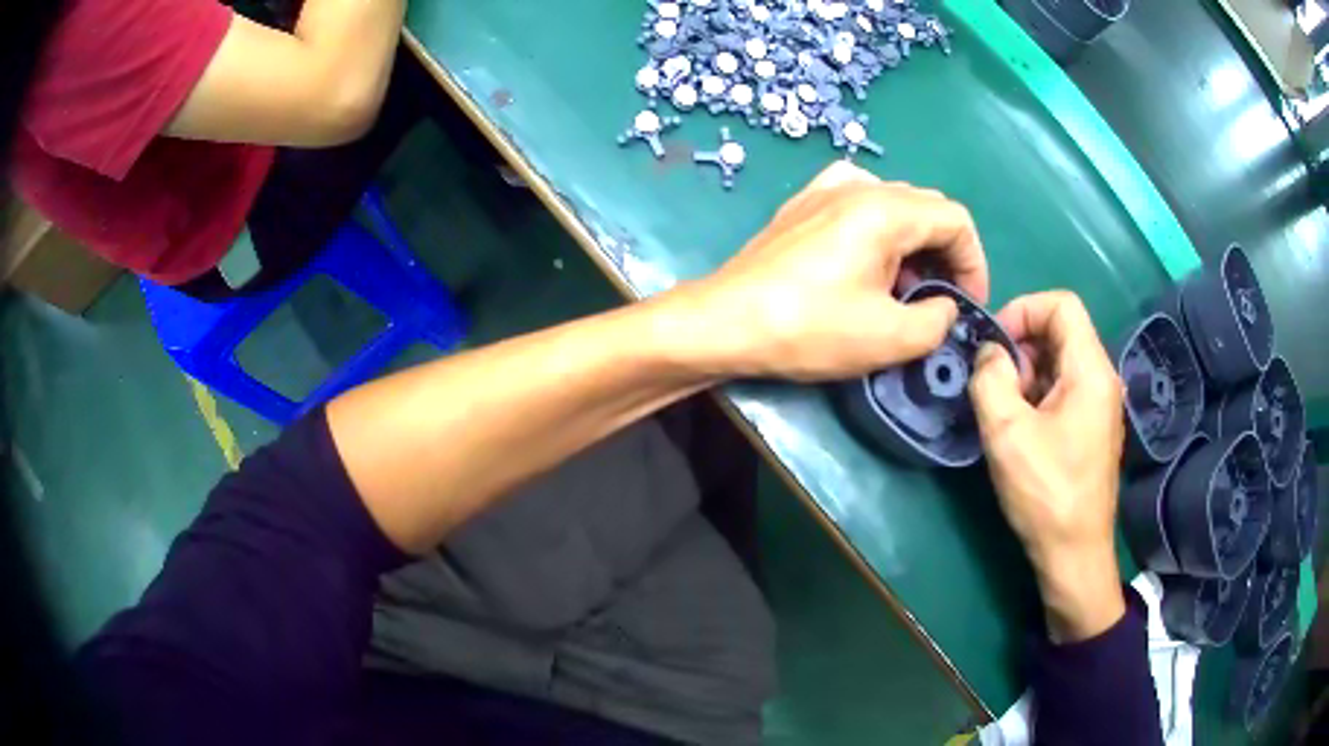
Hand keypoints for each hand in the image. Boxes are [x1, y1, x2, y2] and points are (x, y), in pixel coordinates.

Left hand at [667, 161, 988, 380]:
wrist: (725, 321)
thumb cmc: (809, 328)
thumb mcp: (890, 337)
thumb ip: (938, 320)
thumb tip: (945, 306)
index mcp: (887, 209)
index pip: (956, 220)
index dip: (974, 263)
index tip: (968, 304)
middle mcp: (860, 185)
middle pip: (928, 209)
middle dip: (946, 255)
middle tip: (938, 301)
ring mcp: (826, 189)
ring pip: (895, 205)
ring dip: (914, 244)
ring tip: (903, 288)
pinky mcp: (803, 204)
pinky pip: (859, 201)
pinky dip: (879, 227)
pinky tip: (868, 255)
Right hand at [968, 291, 1126, 642]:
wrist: (1074, 554)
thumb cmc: (1046, 493)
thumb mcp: (1007, 433)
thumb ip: (991, 379)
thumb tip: (988, 354)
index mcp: (1090, 370)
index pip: (1061, 304)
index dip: (1023, 310)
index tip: (994, 344)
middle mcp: (1102, 378)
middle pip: (1061, 331)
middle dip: (1022, 346)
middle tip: (995, 383)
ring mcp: (1100, 404)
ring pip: (1061, 361)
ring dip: (1028, 373)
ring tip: (1004, 411)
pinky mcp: (1093, 427)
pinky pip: (1065, 389)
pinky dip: (1038, 395)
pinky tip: (1021, 430)